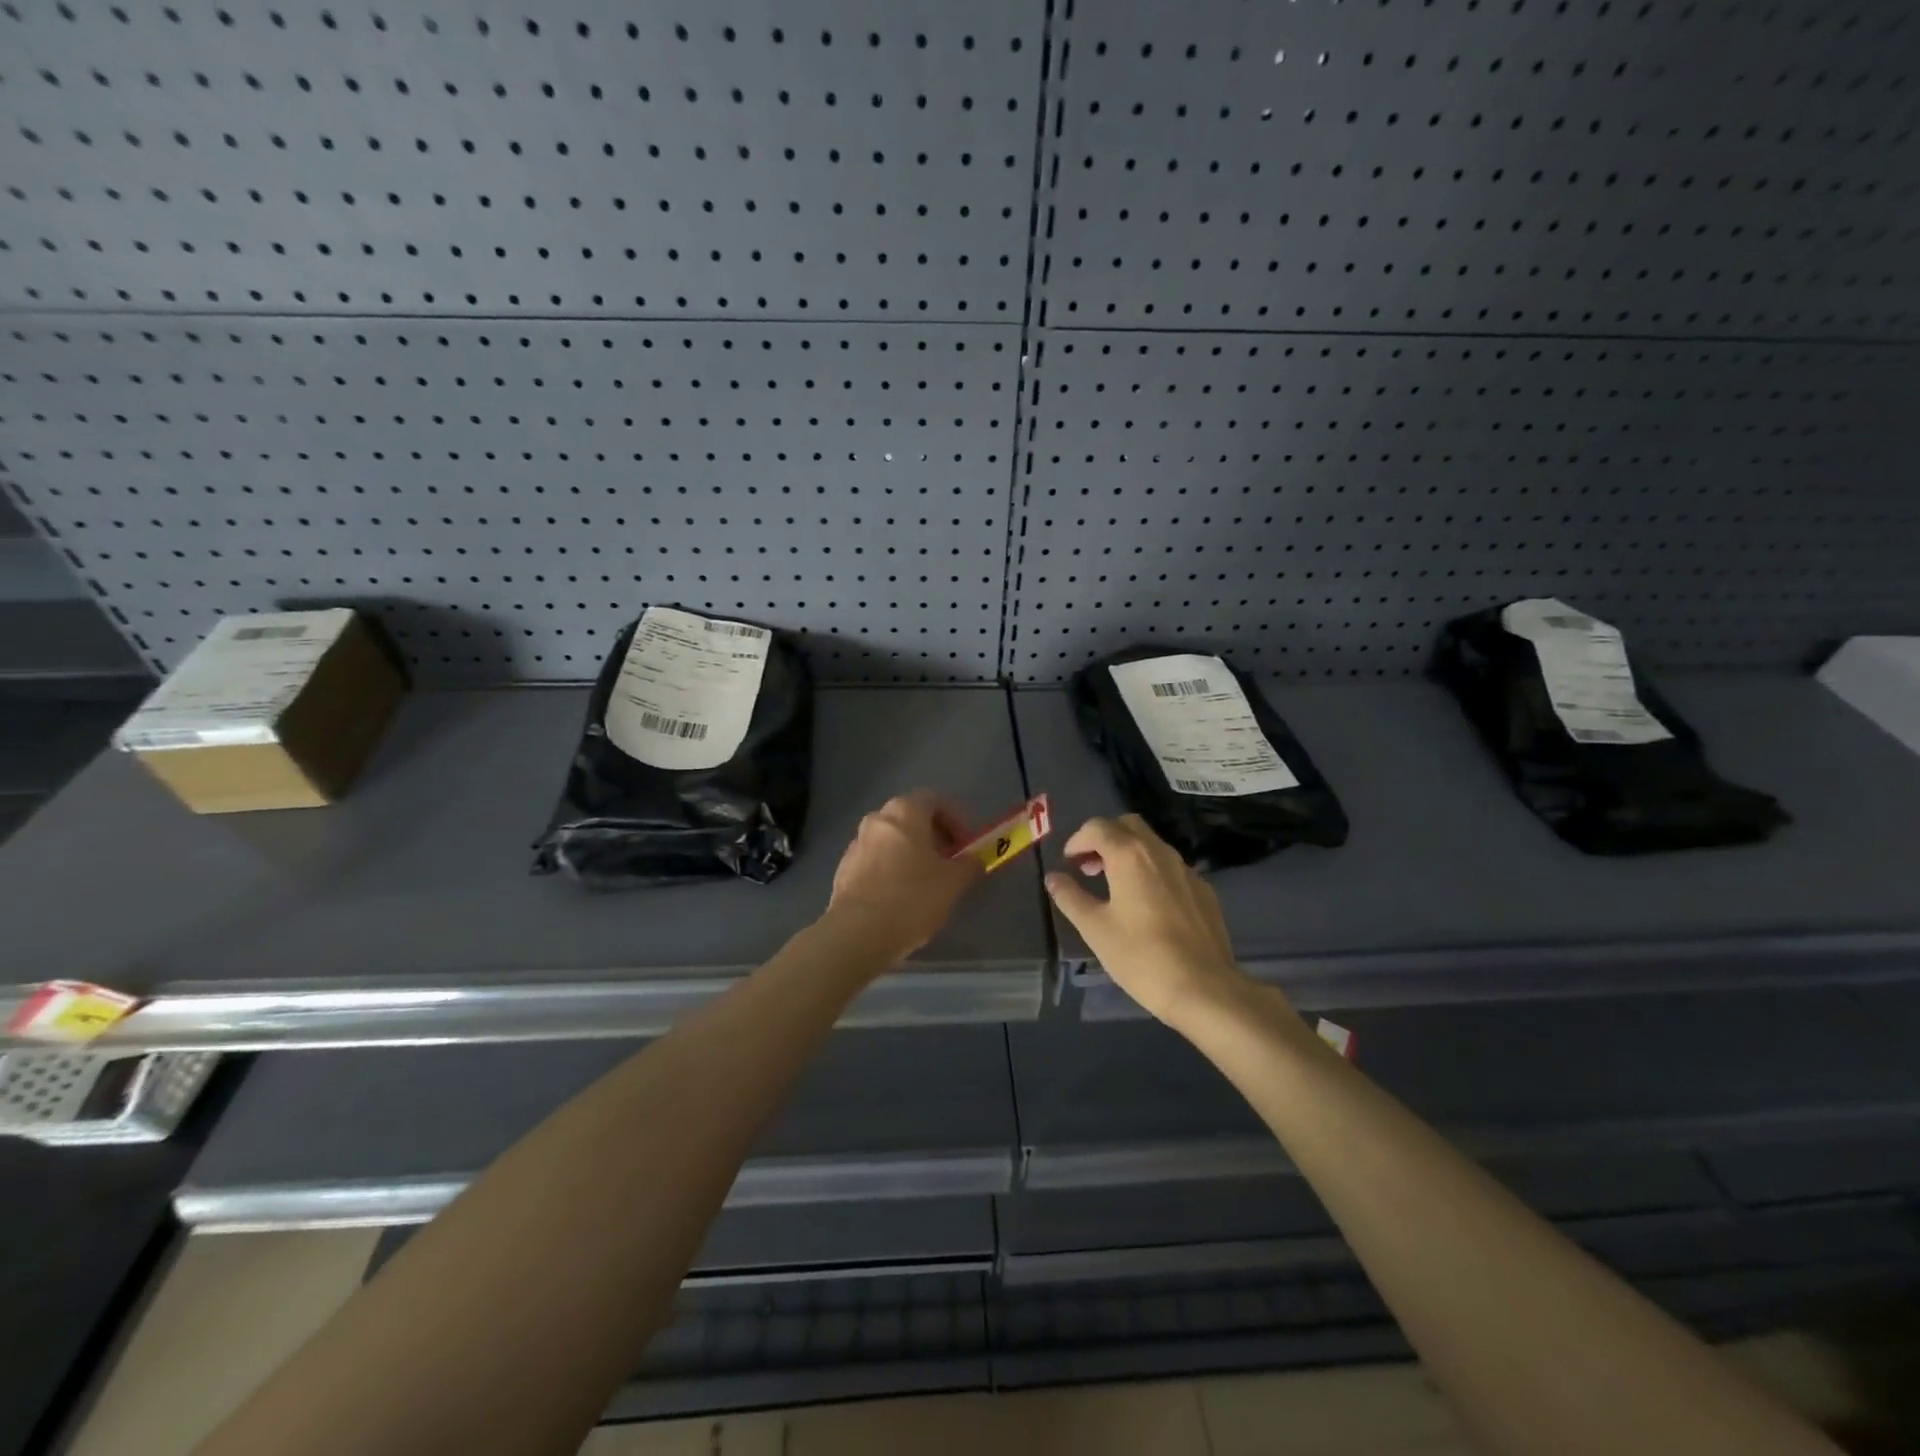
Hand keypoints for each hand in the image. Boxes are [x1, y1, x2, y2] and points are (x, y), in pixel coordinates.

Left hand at [823, 791, 985, 965]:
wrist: (857, 933)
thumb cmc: (912, 898)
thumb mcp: (954, 882)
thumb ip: (969, 865)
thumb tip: (973, 859)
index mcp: (904, 812)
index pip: (934, 800)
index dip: (955, 819)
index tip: (965, 845)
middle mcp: (876, 819)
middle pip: (910, 818)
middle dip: (932, 837)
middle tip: (947, 863)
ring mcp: (856, 844)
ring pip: (891, 841)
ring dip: (910, 854)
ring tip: (924, 884)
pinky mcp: (843, 870)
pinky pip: (875, 862)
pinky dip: (890, 871)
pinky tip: (899, 899)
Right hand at [1044, 814, 1252, 1026]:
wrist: (1203, 987)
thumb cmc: (1140, 956)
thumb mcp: (1095, 928)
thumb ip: (1070, 897)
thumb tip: (1053, 877)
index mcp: (1129, 855)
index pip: (1097, 827)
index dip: (1077, 840)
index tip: (1069, 863)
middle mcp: (1159, 852)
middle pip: (1128, 825)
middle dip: (1104, 838)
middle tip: (1090, 868)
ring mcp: (1186, 870)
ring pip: (1152, 844)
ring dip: (1128, 853)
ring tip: (1114, 887)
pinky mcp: (1204, 890)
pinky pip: (1171, 867)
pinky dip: (1151, 871)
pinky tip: (1147, 905)